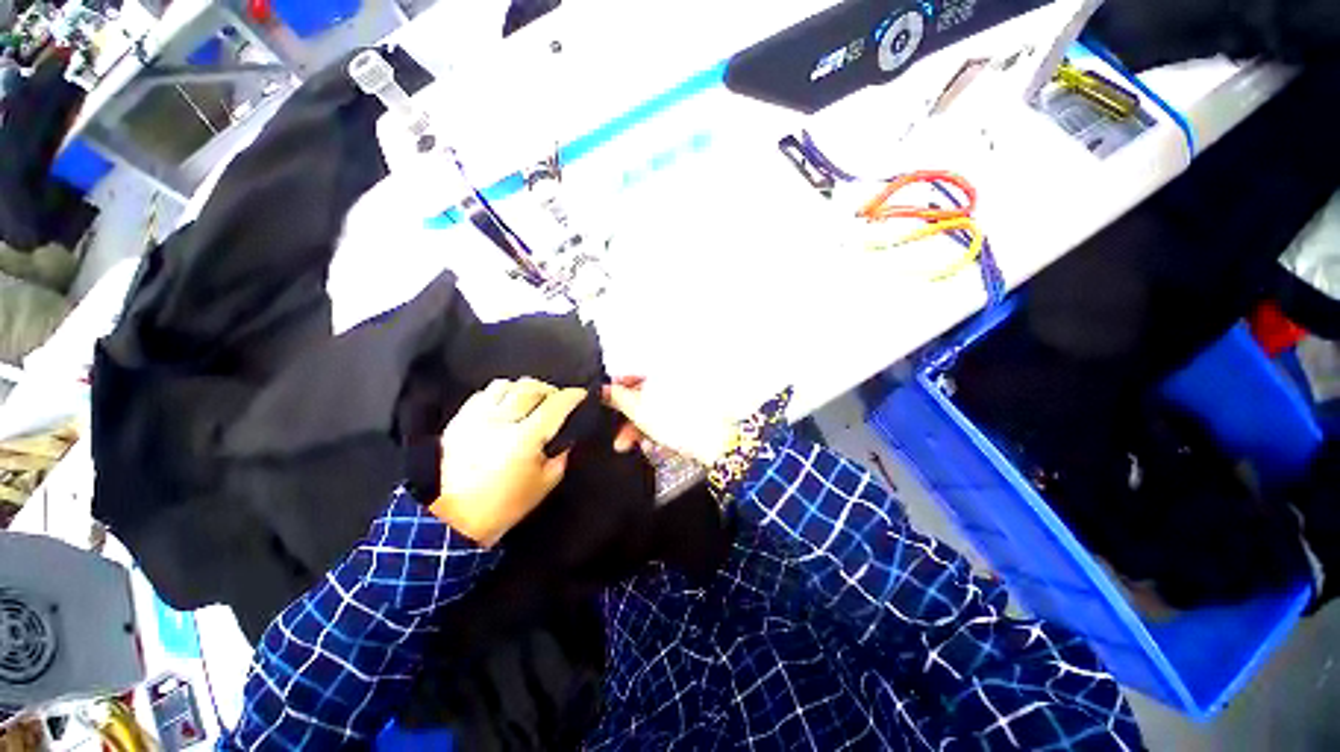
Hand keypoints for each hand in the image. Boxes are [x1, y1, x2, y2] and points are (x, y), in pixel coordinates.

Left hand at [430, 378, 587, 545]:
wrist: (456, 519)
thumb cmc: (506, 504)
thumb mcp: (546, 482)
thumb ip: (561, 454)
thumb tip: (568, 435)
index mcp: (524, 438)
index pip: (555, 405)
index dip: (572, 395)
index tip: (581, 394)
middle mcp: (500, 421)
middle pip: (530, 388)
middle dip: (549, 390)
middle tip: (556, 399)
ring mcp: (476, 418)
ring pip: (505, 385)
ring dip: (523, 389)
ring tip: (529, 400)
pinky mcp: (458, 421)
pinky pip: (482, 394)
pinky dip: (499, 395)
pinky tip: (504, 407)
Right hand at [602, 377, 737, 465]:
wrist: (717, 442)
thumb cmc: (681, 422)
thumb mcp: (640, 410)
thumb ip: (619, 398)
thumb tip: (603, 389)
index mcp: (662, 372)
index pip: (632, 374)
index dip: (615, 388)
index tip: (603, 402)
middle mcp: (673, 380)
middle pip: (642, 393)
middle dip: (626, 416)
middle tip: (617, 434)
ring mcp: (684, 397)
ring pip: (653, 407)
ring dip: (638, 426)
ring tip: (629, 445)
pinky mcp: (691, 413)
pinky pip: (666, 417)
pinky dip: (655, 428)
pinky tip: (650, 443)